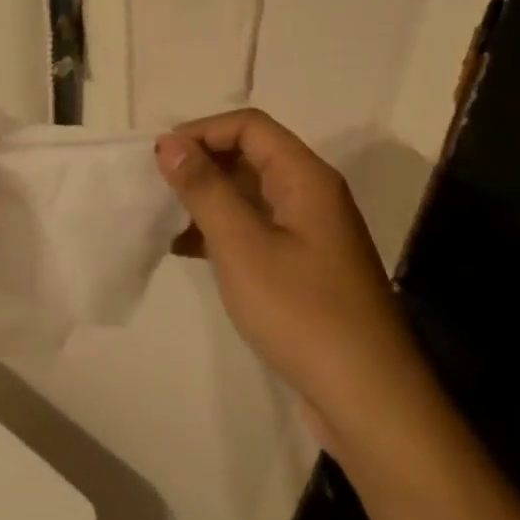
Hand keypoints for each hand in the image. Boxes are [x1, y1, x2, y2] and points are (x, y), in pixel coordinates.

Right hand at [155, 110, 408, 432]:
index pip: (249, 126)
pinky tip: (187, 251)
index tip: (159, 159)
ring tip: (163, 221)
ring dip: (208, 200)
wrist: (365, 394)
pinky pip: (256, 230)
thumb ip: (205, 189)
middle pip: (251, 156)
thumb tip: (170, 143)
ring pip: (251, 196)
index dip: (202, 132)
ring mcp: (310, 233)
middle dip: (201, 165)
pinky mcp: (304, 267)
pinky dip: (222, 232)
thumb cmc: (301, 310)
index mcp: (305, 177)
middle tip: (155, 189)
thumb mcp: (242, 245)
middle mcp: (312, 195)